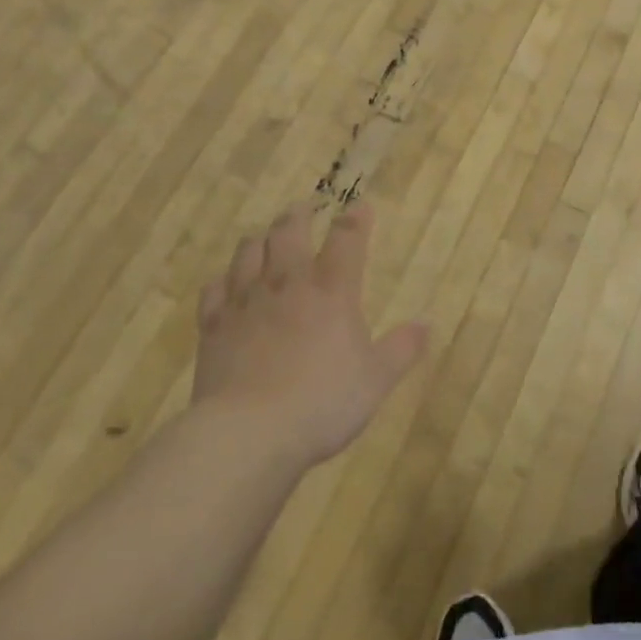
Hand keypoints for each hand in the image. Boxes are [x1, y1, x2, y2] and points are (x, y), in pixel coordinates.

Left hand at [193, 202, 427, 469]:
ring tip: (265, 239)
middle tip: (303, 209)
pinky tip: (226, 284)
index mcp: (332, 291)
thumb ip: (402, 349)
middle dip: (298, 215)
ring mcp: (246, 301)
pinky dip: (223, 281)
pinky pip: (214, 289)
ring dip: (260, 240)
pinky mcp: (214, 325)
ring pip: (249, 251)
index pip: (346, 239)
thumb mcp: (375, 380)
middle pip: (289, 231)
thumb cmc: (322, 403)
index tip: (360, 206)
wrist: (249, 433)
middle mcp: (288, 283)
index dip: (355, 219)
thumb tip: (426, 325)